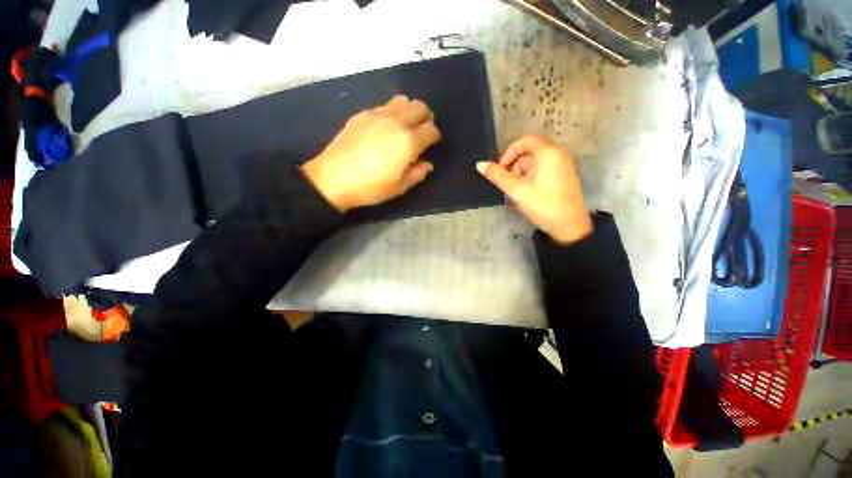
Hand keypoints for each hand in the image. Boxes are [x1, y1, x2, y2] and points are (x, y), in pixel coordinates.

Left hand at [302, 95, 441, 211]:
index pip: (431, 129)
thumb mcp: (399, 187)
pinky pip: (384, 106)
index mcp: (408, 141)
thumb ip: (417, 173)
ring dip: (408, 111)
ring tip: (403, 127)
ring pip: (402, 100)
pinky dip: (391, 113)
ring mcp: (377, 115)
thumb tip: (427, 164)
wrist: (333, 179)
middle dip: (426, 117)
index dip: (434, 136)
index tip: (431, 144)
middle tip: (421, 131)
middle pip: (420, 106)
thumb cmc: (370, 187)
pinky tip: (383, 129)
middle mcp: (396, 122)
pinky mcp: (362, 114)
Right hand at [477, 135, 592, 244]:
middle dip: (515, 164)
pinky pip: (545, 168)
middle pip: (530, 150)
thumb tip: (480, 164)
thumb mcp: (516, 190)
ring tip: (518, 190)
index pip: (524, 141)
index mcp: (548, 152)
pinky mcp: (565, 175)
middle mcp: (558, 153)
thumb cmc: (542, 204)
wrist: (569, 225)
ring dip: (522, 171)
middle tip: (509, 182)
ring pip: (536, 161)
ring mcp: (564, 165)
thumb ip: (498, 176)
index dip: (509, 153)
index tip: (501, 169)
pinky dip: (532, 175)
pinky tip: (529, 192)